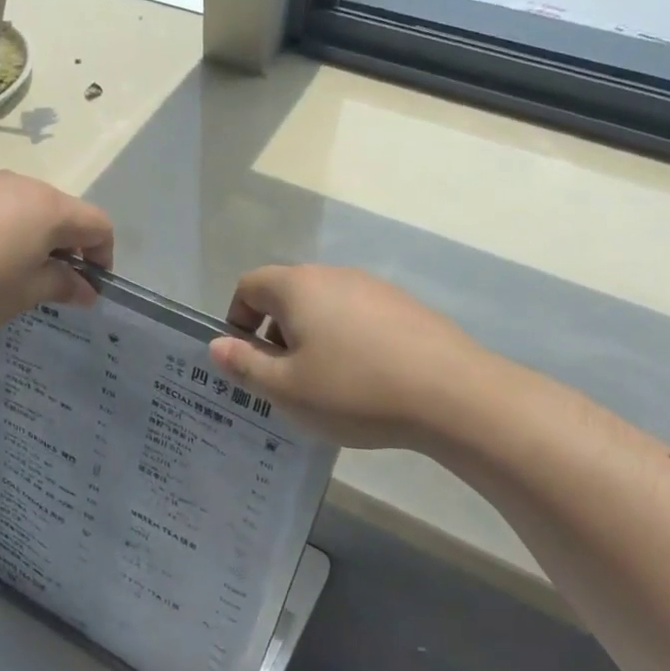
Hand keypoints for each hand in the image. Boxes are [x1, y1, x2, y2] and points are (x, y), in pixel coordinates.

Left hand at [0, 171, 113, 335]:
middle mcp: (25, 186)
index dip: (103, 258)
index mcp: (50, 210)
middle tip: (51, 287)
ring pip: (30, 209)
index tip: (87, 289)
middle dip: (68, 249)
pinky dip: (6, 231)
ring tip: (14, 276)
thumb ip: (60, 286)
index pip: (98, 225)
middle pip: (64, 213)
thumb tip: (86, 289)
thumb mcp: (23, 295)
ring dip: (36, 240)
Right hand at [208, 265, 479, 449]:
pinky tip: (365, 380)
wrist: (452, 394)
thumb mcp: (287, 388)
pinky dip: (346, 341)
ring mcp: (374, 288)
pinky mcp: (405, 307)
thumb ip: (245, 365)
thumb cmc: (354, 390)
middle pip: (287, 294)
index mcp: (298, 287)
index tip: (246, 359)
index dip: (236, 319)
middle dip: (274, 333)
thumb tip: (217, 345)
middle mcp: (334, 275)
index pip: (249, 285)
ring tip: (324, 384)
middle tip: (283, 378)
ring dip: (310, 338)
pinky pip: (358, 318)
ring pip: (324, 307)